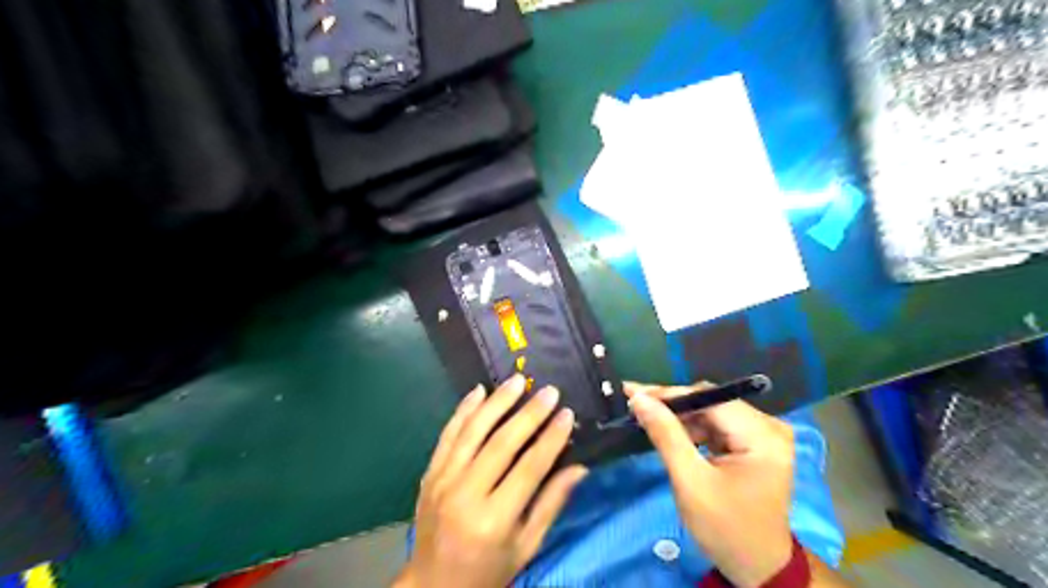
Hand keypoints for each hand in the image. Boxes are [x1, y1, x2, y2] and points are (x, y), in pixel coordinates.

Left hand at [396, 376, 587, 587]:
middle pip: (501, 443)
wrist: (432, 586)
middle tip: (549, 391)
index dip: (551, 438)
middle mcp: (465, 495)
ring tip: (517, 380)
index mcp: (494, 520)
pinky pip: (448, 434)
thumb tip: (580, 468)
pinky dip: (463, 410)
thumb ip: (551, 504)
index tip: (567, 413)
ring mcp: (443, 481)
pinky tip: (479, 391)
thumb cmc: (487, 571)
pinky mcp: (430, 473)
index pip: (529, 468)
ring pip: (473, 431)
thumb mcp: (526, 547)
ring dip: (497, 402)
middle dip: (529, 414)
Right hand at [621, 382, 793, 587]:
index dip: (669, 394)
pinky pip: (717, 425)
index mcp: (763, 436)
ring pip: (711, 412)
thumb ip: (665, 435)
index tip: (633, 392)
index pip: (710, 399)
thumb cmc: (726, 529)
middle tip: (635, 403)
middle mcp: (769, 427)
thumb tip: (640, 398)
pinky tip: (669, 431)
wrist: (758, 568)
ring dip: (679, 417)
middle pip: (711, 402)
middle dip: (672, 404)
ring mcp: (764, 435)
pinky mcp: (755, 444)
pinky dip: (691, 428)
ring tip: (646, 417)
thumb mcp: (690, 482)